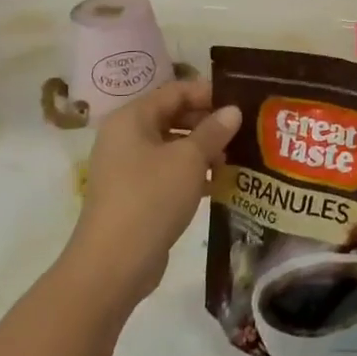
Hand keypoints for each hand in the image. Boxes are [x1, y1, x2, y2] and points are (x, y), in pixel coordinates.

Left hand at [65, 79, 240, 309]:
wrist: (113, 264)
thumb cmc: (151, 198)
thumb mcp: (190, 159)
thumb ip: (213, 131)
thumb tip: (233, 111)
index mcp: (132, 118)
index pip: (175, 91)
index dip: (208, 93)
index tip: (240, 103)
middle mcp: (125, 137)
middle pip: (173, 116)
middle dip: (208, 123)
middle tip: (243, 132)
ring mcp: (127, 167)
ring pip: (172, 146)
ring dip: (203, 150)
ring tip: (235, 159)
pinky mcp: (134, 194)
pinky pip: (167, 172)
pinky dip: (192, 173)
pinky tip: (218, 184)